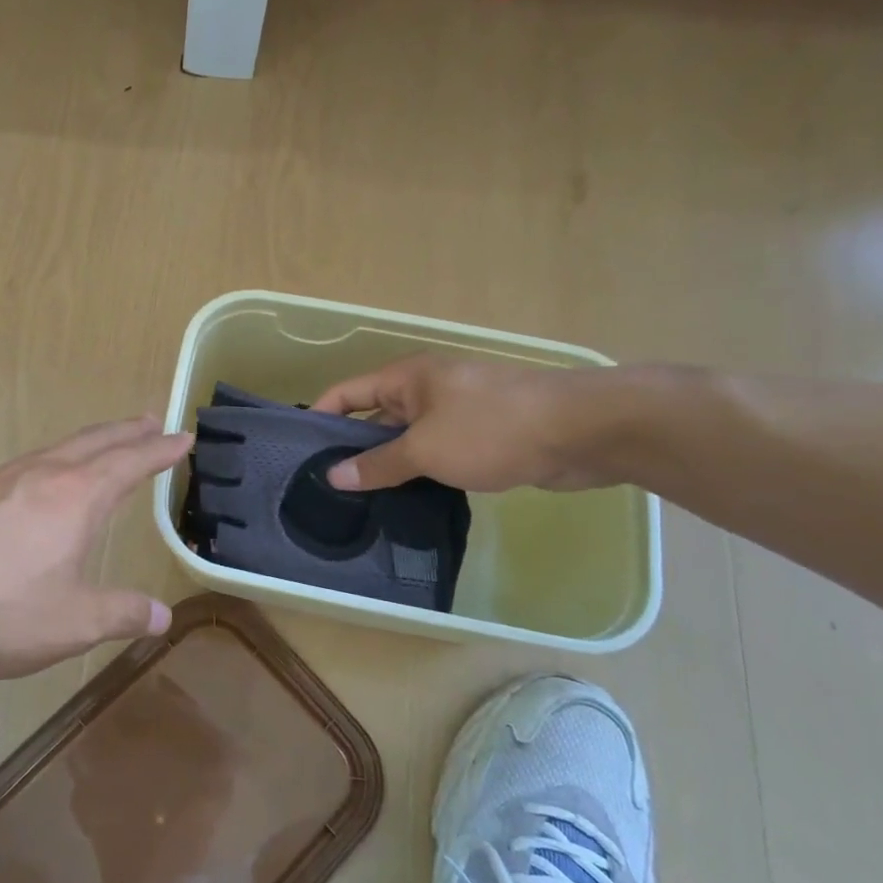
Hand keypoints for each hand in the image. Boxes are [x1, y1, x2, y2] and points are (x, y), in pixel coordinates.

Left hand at [0, 416, 192, 678]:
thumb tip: (162, 615)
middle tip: (150, 419)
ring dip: (88, 443)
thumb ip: (120, 615)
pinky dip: (49, 463)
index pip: (131, 463)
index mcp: (77, 497)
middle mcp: (41, 474)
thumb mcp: (69, 624)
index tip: (183, 436)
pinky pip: (22, 466)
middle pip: (94, 441)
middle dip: (127, 431)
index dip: (160, 450)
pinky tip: (35, 485)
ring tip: (101, 447)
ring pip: (55, 449)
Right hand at [311, 356, 628, 492]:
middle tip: (328, 488)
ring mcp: (456, 413)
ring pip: (408, 440)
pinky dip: (421, 473)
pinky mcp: (482, 437)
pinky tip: (407, 502)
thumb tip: (333, 476)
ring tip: (361, 503)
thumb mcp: (424, 449)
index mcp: (406, 379)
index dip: (321, 418)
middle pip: (375, 418)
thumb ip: (377, 464)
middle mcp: (427, 390)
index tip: (300, 453)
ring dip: (389, 466)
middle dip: (353, 450)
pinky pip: (437, 453)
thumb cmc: (491, 429)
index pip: (347, 394)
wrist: (581, 431)